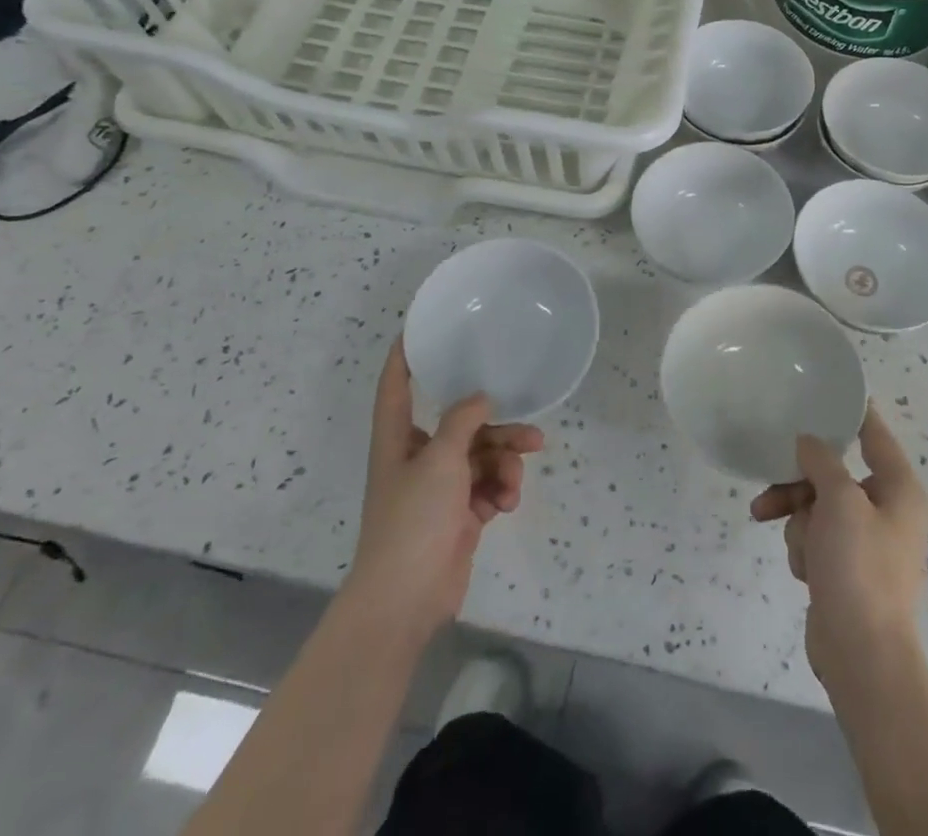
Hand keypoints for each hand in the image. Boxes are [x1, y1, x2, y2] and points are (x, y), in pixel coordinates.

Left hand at [347, 341, 543, 645]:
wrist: (405, 599)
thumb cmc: (413, 519)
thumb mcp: (440, 459)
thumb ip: (463, 420)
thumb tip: (480, 398)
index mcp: (398, 438)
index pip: (395, 385)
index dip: (404, 355)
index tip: (419, 327)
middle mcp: (417, 456)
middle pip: (461, 425)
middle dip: (497, 428)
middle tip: (531, 431)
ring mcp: (439, 488)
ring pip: (482, 457)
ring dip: (505, 465)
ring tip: (516, 480)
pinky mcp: (458, 515)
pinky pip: (487, 487)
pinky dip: (500, 491)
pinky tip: (505, 504)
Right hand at [750, 406, 927, 685]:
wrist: (861, 656)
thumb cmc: (859, 568)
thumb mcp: (839, 501)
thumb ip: (821, 461)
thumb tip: (809, 442)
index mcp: (898, 489)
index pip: (875, 434)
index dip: (853, 411)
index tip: (827, 390)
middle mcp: (886, 510)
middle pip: (833, 473)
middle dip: (801, 484)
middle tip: (773, 483)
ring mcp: (864, 542)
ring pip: (816, 506)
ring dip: (798, 521)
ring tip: (793, 543)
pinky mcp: (845, 568)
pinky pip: (815, 537)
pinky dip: (804, 548)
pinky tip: (804, 570)